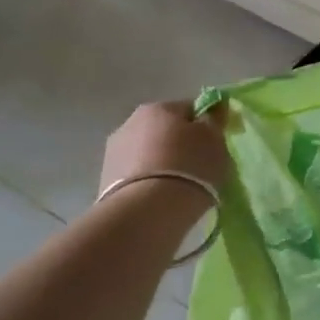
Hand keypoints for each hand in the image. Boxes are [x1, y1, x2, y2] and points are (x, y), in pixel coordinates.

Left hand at [100, 100, 230, 193]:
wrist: (147, 212)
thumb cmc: (189, 167)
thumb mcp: (215, 140)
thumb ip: (214, 120)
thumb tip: (213, 108)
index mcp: (159, 107)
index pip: (190, 109)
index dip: (206, 126)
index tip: (215, 147)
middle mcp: (131, 122)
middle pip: (165, 130)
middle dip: (180, 145)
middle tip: (199, 169)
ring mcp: (114, 152)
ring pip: (149, 153)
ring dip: (162, 163)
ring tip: (178, 188)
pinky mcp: (105, 180)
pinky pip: (136, 175)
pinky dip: (148, 182)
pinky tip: (159, 199)